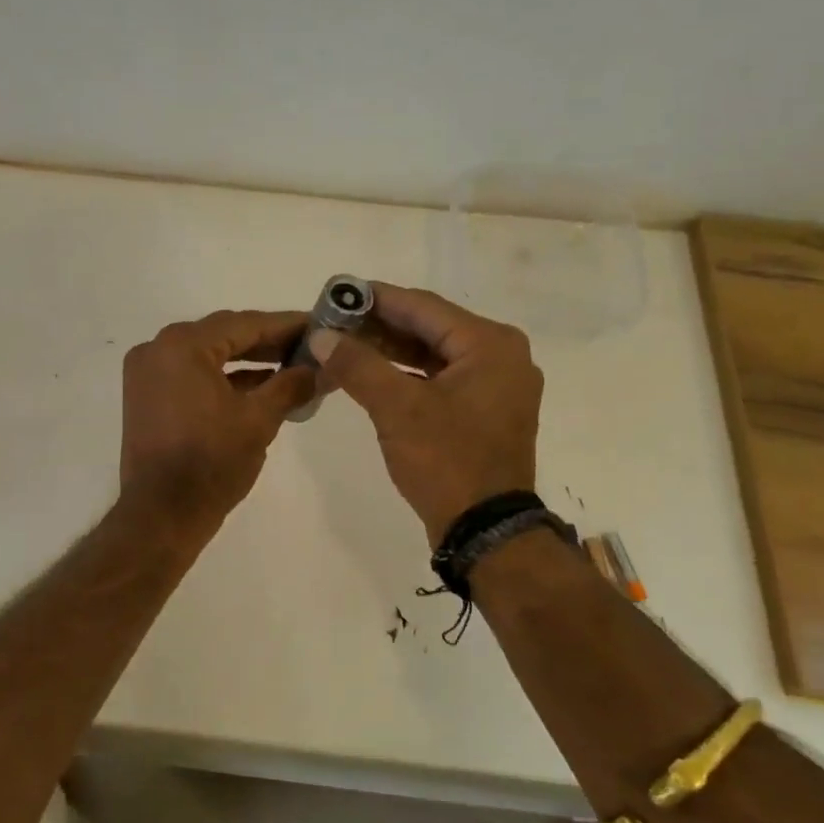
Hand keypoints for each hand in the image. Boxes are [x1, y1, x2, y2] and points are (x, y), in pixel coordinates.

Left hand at [118, 309, 316, 535]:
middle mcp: (157, 349)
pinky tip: (261, 387)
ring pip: (208, 356)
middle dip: (268, 342)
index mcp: (182, 346)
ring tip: (293, 367)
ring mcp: (147, 374)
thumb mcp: (259, 419)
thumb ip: (291, 385)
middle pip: (223, 335)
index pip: (244, 324)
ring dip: (248, 361)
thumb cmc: (212, 462)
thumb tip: (321, 369)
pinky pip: (192, 376)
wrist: (163, 514)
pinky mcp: (147, 398)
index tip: (319, 325)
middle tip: (310, 346)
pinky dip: (224, 379)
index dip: (286, 325)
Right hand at [311, 284, 542, 544]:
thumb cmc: (446, 461)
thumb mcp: (397, 409)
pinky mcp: (486, 411)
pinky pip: (441, 379)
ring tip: (344, 347)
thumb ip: (358, 365)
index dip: (376, 298)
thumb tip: (322, 335)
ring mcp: (497, 386)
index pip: (423, 306)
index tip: (337, 293)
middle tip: (333, 323)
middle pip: (430, 328)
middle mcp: (501, 356)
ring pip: (434, 355)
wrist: (485, 529)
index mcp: (490, 344)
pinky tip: (372, 376)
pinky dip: (407, 376)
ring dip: (390, 352)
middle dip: (380, 327)